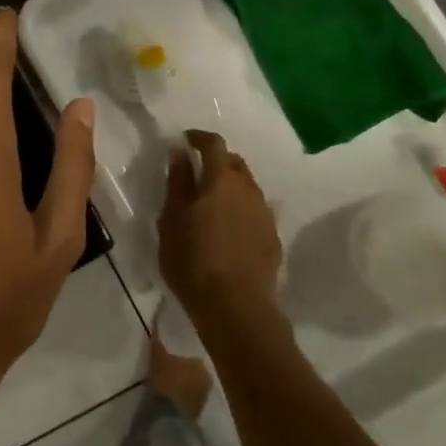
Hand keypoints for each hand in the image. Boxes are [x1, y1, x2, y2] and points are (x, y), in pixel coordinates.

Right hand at [158, 131, 282, 332]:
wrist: (236, 308)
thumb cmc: (193, 260)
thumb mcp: (172, 218)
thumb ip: (177, 181)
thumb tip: (180, 151)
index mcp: (221, 179)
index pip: (214, 144)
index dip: (199, 138)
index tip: (185, 141)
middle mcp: (248, 189)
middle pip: (234, 163)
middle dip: (216, 161)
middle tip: (196, 174)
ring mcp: (264, 214)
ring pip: (246, 188)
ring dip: (229, 187)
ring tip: (210, 205)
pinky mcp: (272, 239)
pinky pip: (254, 212)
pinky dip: (240, 210)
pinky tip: (227, 231)